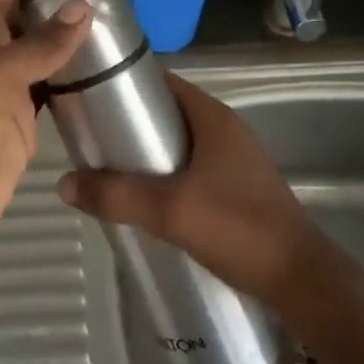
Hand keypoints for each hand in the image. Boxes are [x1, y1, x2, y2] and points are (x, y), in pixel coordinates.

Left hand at [0, 0, 92, 281]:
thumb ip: (39, 45)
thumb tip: (83, 6)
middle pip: (23, 15)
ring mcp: (2, 91)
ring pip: (38, 52)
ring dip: (66, 37)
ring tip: (109, 24)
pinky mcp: (18, 124)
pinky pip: (48, 88)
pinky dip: (70, 77)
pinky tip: (98, 72)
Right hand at [56, 72, 326, 313]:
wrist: (300, 280)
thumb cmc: (236, 228)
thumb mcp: (168, 209)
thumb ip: (115, 195)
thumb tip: (64, 183)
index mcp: (213, 117)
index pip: (163, 83)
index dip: (126, 85)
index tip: (90, 97)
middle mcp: (225, 130)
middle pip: (168, 114)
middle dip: (130, 126)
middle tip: (92, 142)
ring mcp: (235, 161)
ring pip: (179, 146)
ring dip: (147, 156)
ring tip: (110, 173)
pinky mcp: (238, 190)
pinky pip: (192, 171)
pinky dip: (166, 178)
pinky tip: (146, 203)